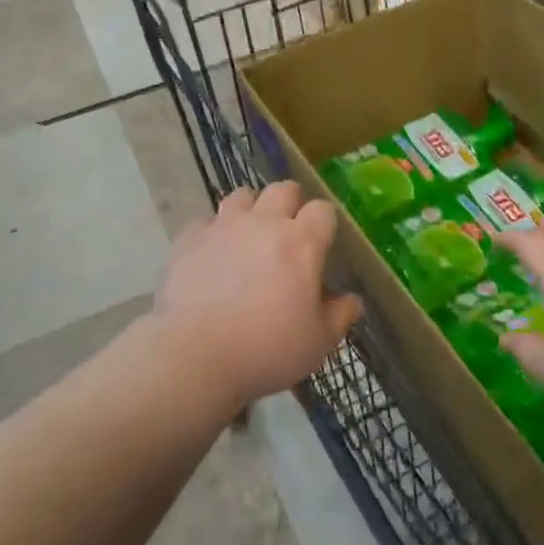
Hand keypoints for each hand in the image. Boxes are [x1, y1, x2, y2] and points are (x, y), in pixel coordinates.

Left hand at [153, 182, 363, 409]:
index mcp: (301, 243)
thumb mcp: (317, 343)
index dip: (324, 223)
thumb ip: (340, 316)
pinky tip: (213, 256)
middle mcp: (264, 222)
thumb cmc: (265, 350)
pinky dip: (213, 233)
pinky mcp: (190, 238)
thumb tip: (352, 300)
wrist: (194, 355)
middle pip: (283, 189)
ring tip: (248, 237)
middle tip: (288, 232)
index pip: (323, 210)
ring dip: (251, 210)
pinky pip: (206, 222)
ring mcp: (224, 225)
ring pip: (242, 196)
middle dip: (290, 204)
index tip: (322, 244)